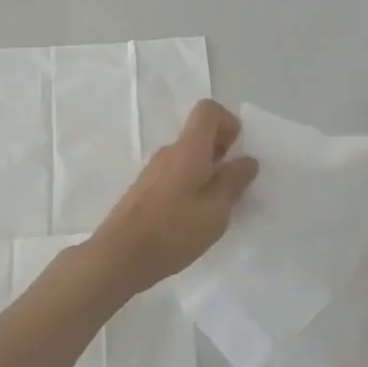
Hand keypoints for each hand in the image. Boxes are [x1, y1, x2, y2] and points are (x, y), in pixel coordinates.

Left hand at [87, 99, 259, 297]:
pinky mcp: (144, 189)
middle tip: (233, 187)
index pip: (208, 110)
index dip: (228, 124)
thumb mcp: (216, 210)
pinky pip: (175, 175)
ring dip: (207, 173)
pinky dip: (190, 187)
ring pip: (188, 158)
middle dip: (222, 153)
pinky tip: (193, 219)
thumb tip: (247, 160)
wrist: (120, 256)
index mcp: (188, 149)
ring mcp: (153, 170)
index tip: (237, 154)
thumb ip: (234, 182)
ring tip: (215, 208)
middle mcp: (169, 152)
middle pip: (199, 135)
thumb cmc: (174, 230)